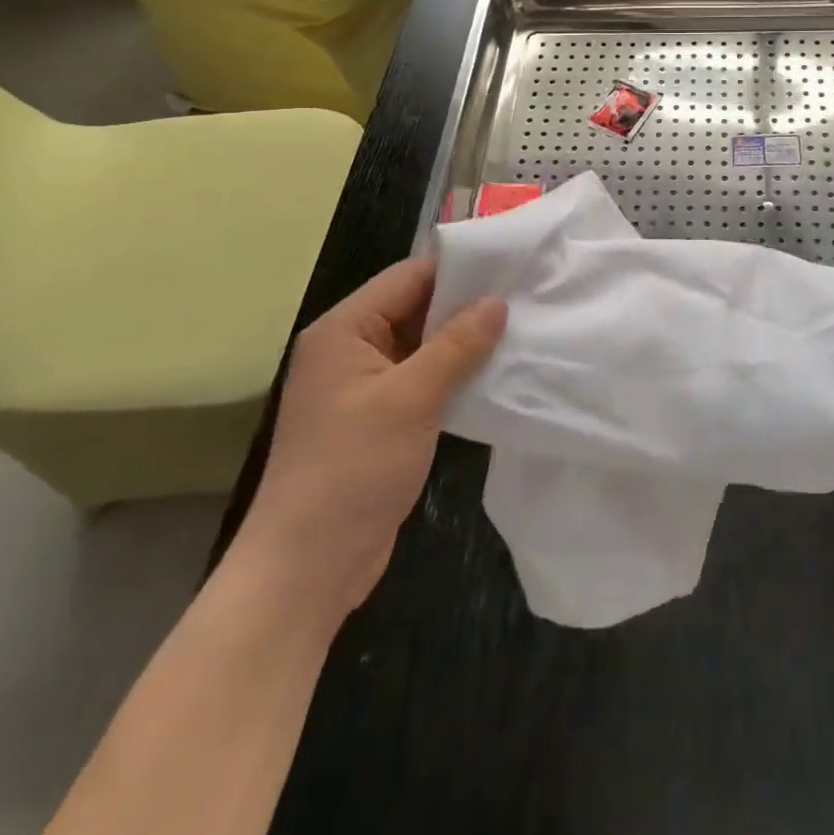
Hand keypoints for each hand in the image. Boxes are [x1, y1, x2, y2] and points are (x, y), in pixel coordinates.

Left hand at [234, 257, 505, 619]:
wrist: (309, 567)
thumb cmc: (353, 469)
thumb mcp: (411, 398)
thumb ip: (456, 345)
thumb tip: (497, 303)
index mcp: (343, 331)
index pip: (407, 278)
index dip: (457, 269)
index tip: (510, 267)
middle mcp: (350, 350)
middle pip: (415, 309)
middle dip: (466, 306)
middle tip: (524, 298)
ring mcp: (364, 387)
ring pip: (423, 346)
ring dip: (464, 343)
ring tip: (520, 331)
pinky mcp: (380, 419)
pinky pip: (423, 380)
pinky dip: (454, 375)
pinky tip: (495, 374)